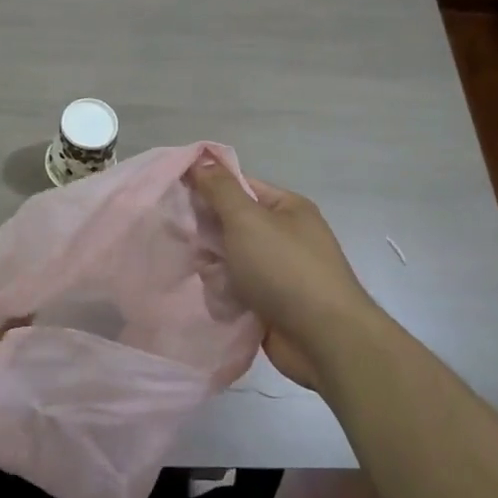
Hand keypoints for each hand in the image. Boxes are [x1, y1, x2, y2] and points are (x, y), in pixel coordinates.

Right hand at [188, 162, 376, 388]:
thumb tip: (201, 158)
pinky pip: (237, 290)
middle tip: (181, 240)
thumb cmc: (285, 268)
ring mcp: (279, 272)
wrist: (324, 339)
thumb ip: (220, 189)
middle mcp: (285, 236)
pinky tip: (214, 300)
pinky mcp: (271, 304)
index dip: (207, 187)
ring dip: (214, 268)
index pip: (240, 186)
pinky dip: (224, 294)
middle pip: (232, 224)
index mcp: (287, 208)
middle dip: (207, 233)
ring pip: (231, 260)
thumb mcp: (248, 219)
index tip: (174, 195)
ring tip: (203, 276)